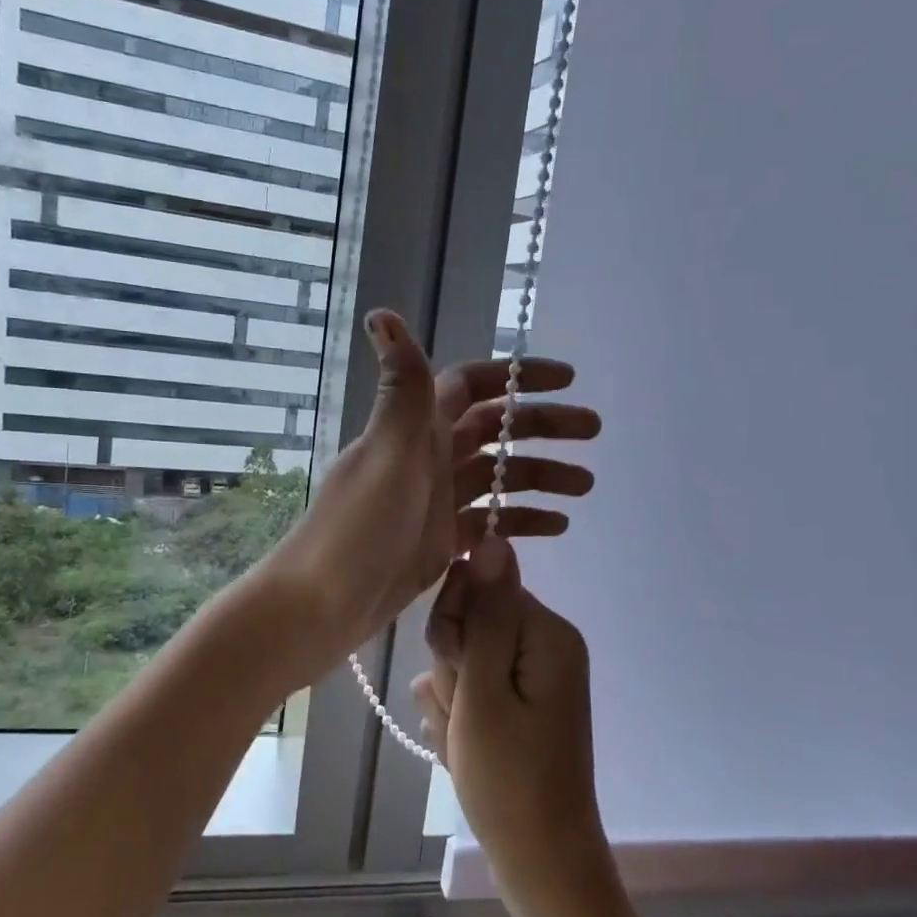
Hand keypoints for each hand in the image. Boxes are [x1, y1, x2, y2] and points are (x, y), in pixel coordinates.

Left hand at [266, 309, 598, 673]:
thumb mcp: (386, 454)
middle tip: (593, 432)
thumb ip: (400, 389)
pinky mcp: (440, 541)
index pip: (472, 385)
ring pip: (498, 477)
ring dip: (541, 476)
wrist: (323, 605)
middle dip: (542, 427)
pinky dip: (521, 520)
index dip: (516, 377)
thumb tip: (381, 312)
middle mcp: (427, 456)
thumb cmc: (357, 528)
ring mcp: (435, 500)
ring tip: (586, 485)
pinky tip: (557, 526)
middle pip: (495, 430)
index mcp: (414, 429)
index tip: (566, 379)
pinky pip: (490, 521)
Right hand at [414, 535, 608, 891]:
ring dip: (453, 697)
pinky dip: (462, 716)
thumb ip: (484, 614)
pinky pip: (476, 688)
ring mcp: (536, 675)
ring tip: (465, 741)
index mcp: (546, 633)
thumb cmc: (508, 781)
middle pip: (473, 620)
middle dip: (453, 666)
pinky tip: (466, 750)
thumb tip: (495, 537)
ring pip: (466, 657)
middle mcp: (547, 644)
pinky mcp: (523, 701)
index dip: (454, 626)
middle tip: (464, 717)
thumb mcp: (484, 693)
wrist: (542, 864)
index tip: (457, 675)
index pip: (480, 586)